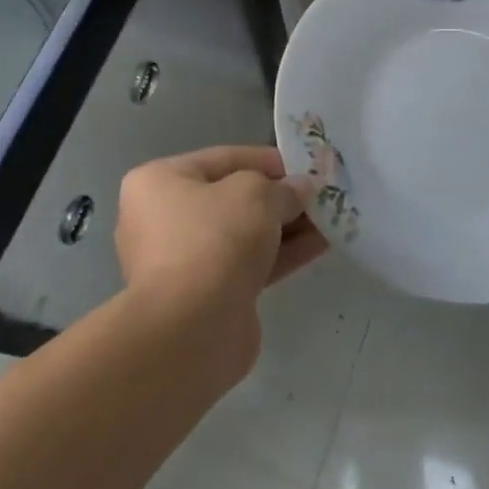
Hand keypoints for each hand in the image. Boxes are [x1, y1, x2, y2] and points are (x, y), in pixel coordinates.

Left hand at [115, 146, 327, 359]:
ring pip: (243, 234)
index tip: (305, 167)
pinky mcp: (205, 296)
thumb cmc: (214, 239)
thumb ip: (282, 187)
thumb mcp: (256, 194)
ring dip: (286, 226)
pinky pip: (248, 264)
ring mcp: (183, 261)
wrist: (191, 330)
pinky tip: (319, 245)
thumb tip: (300, 190)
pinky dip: (281, 254)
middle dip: (279, 197)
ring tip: (329, 219)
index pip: (223, 158)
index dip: (267, 160)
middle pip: (233, 198)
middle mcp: (162, 218)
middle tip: (320, 195)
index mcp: (159, 181)